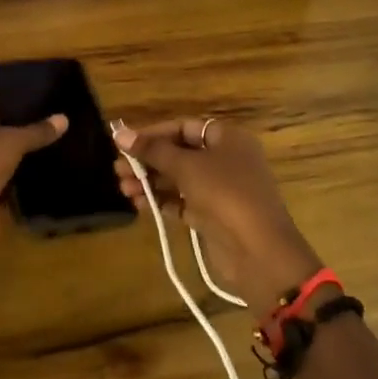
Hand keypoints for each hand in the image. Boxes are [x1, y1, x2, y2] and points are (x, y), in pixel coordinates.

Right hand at [113, 118, 321, 309]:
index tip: (126, 143)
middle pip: (180, 153)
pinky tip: (138, 203)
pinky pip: (182, 201)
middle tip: (118, 169)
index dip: (154, 133)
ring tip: (123, 188)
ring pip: (179, 179)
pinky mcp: (213, 216)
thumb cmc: (225, 194)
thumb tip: (120, 133)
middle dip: (149, 160)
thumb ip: (153, 150)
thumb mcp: (187, 167)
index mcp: (228, 138)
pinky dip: (161, 201)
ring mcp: (220, 190)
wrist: (259, 251)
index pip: (184, 127)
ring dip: (151, 181)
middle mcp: (225, 160)